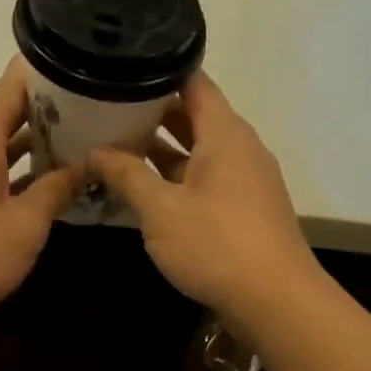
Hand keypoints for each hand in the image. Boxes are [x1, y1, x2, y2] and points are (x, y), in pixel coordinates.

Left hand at [0, 58, 83, 329]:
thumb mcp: (27, 223)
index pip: (16, 82)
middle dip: (48, 115)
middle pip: (5, 112)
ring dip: (29, 148)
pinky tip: (36, 188)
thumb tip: (86, 164)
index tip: (86, 79)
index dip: (51, 74)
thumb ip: (57, 188)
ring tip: (74, 152)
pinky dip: (7, 171)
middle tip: (95, 120)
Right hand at [88, 73, 322, 338]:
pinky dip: (176, 179)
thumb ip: (126, 175)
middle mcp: (240, 148)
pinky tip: (144, 191)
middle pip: (194, 116)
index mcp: (225, 133)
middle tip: (105, 111)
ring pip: (198, 152)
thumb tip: (96, 151)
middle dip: (150, 114)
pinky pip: (206, 180)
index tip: (120, 70)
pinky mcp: (244, 209)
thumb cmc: (216, 244)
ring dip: (161, 152)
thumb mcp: (160, 209)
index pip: (193, 82)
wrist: (274, 300)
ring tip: (115, 148)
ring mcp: (245, 180)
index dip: (157, 71)